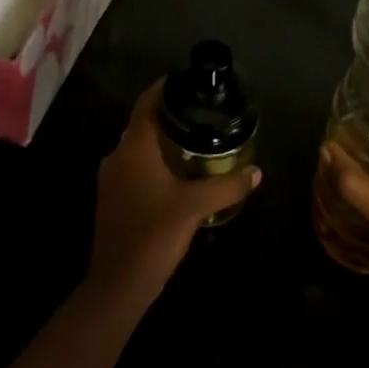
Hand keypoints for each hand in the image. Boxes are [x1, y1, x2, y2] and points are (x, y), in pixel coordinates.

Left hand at [87, 80, 259, 303]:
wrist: (117, 285)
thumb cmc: (154, 235)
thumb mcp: (196, 207)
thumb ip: (227, 186)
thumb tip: (256, 172)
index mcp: (133, 147)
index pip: (147, 103)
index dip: (164, 88)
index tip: (187, 82)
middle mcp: (117, 155)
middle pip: (143, 124)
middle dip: (170, 117)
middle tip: (202, 115)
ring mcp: (111, 178)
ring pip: (139, 148)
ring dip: (163, 142)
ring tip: (196, 142)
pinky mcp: (113, 199)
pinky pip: (135, 167)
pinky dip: (155, 162)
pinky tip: (179, 175)